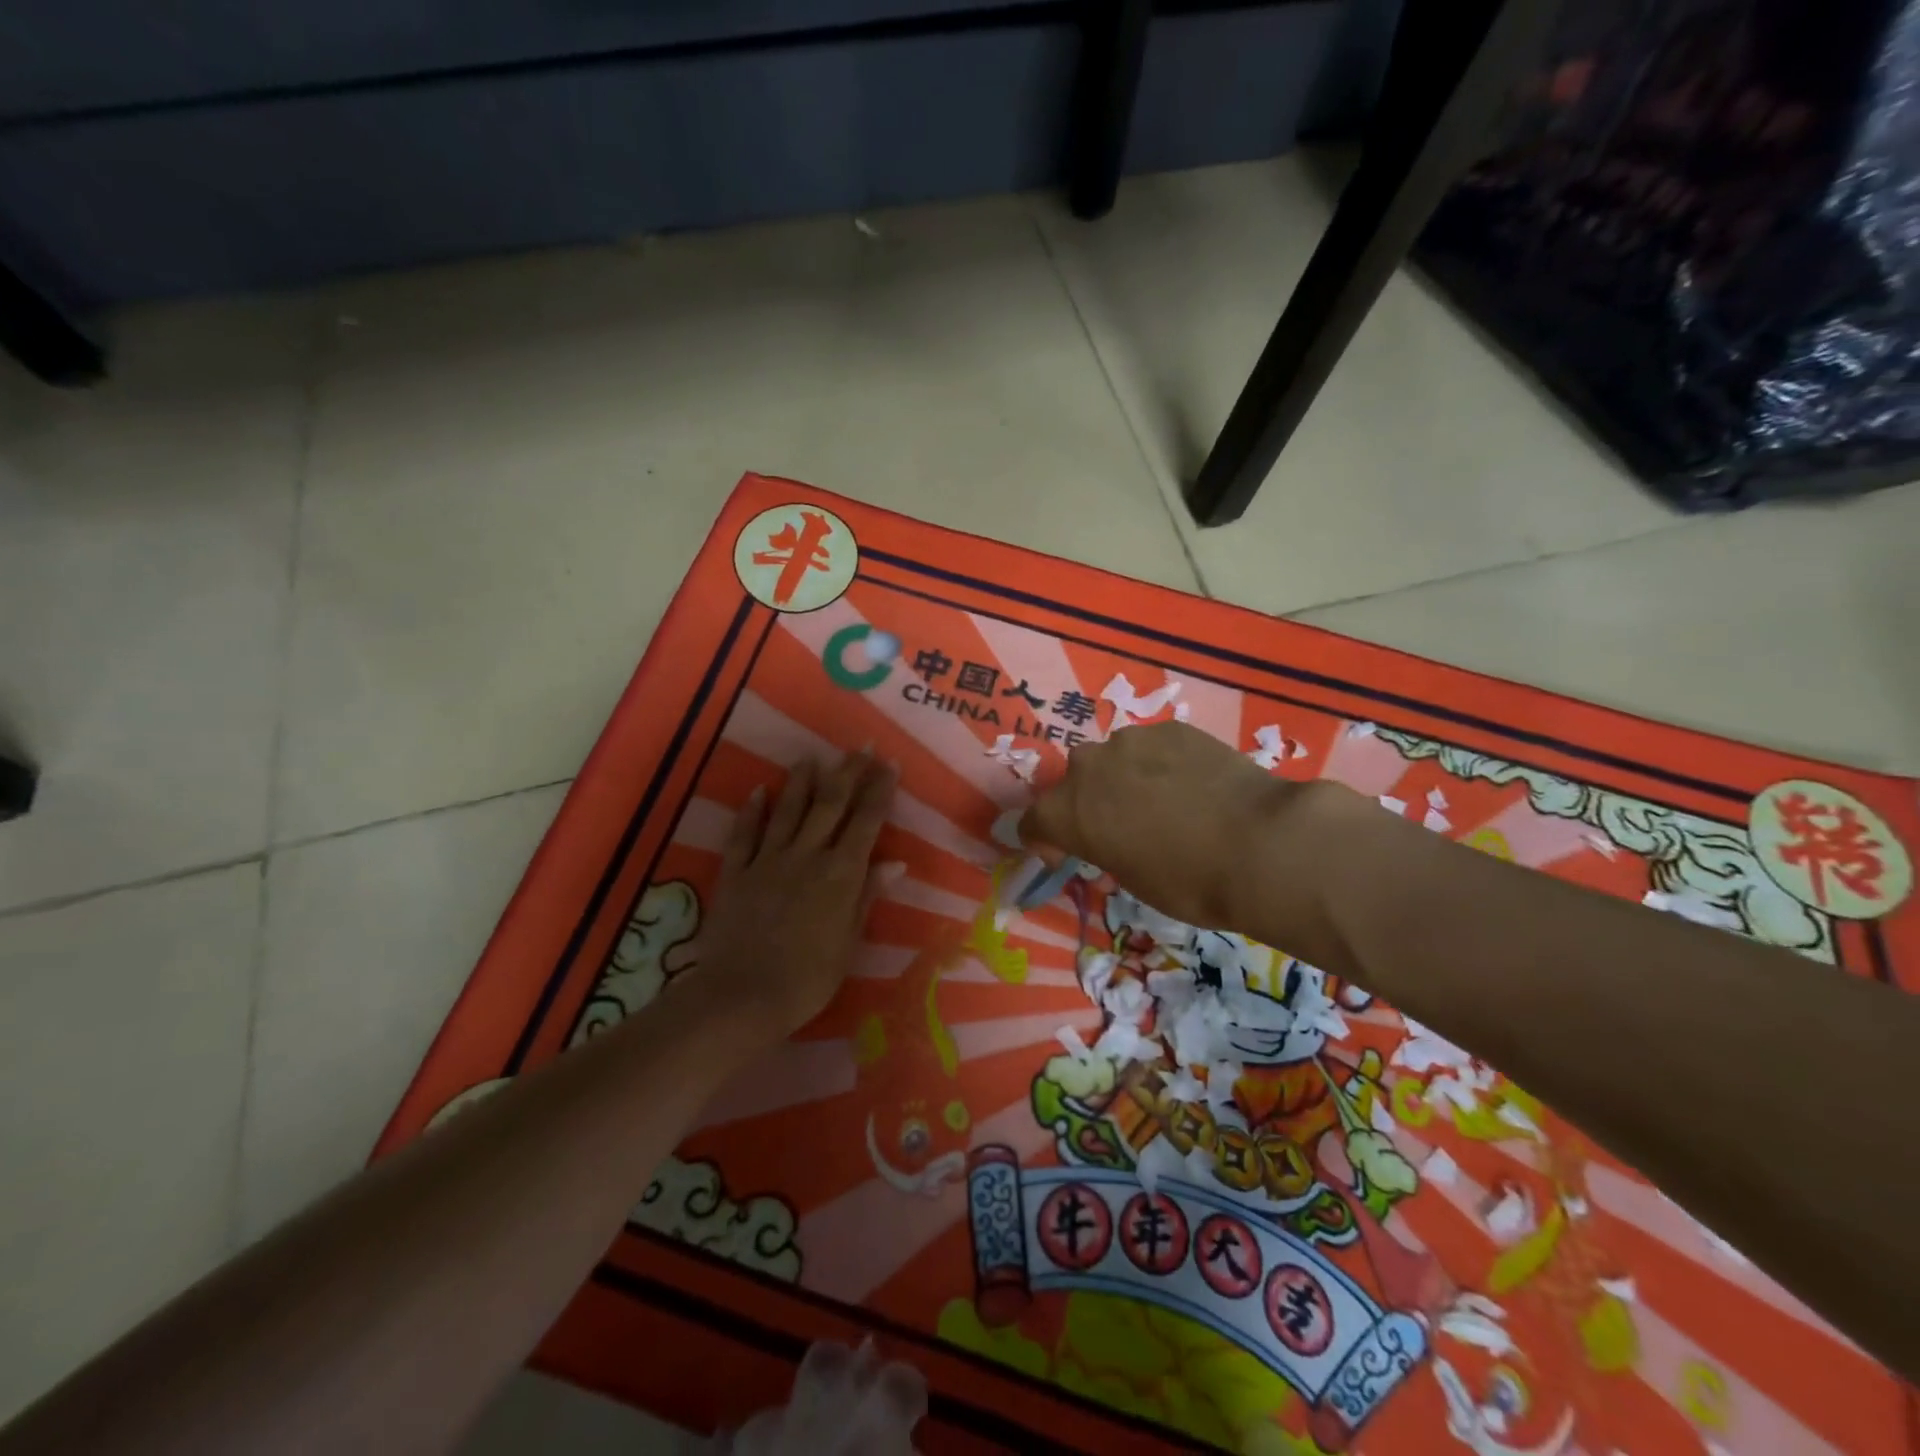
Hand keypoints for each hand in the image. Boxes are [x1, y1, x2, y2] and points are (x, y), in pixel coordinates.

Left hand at [692, 750, 901, 1044]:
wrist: (742, 997)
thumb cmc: (807, 979)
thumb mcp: (848, 942)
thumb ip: (866, 897)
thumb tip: (894, 863)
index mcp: (840, 874)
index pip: (865, 823)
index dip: (878, 791)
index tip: (887, 764)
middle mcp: (807, 856)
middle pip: (830, 806)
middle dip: (848, 774)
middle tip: (860, 748)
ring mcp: (768, 860)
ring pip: (789, 810)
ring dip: (802, 782)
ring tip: (812, 757)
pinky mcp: (736, 872)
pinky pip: (745, 834)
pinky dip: (753, 810)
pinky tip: (760, 790)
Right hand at [1019, 722, 1370, 947]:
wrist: (1260, 843)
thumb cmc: (1188, 881)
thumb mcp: (1132, 878)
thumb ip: (1106, 848)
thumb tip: (1115, 838)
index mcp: (1066, 811)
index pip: (1033, 822)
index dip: (1044, 841)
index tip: (1063, 854)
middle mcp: (1088, 767)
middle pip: (1072, 783)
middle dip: (1086, 804)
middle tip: (1116, 827)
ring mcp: (1131, 741)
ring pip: (1114, 759)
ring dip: (1122, 780)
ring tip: (1160, 802)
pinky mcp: (1171, 728)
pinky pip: (1152, 748)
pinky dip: (1160, 765)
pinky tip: (1191, 785)